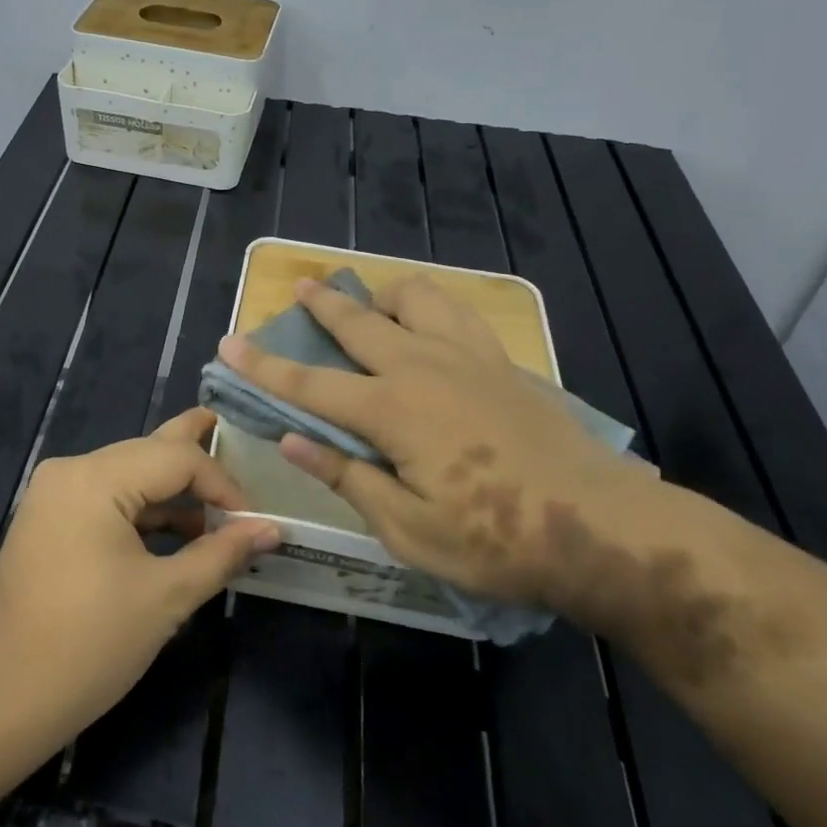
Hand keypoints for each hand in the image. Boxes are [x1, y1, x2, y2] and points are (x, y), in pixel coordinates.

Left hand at [0, 408, 277, 745]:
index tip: (252, 523)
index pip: (176, 457)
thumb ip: (221, 553)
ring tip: (217, 510)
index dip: (222, 483)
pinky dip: (144, 510)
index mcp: (95, 478)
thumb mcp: (166, 597)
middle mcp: (71, 469)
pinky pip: (107, 497)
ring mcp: (55, 492)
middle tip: (241, 451)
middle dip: (198, 466)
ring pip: (129, 473)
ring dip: (172, 491)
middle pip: (149, 452)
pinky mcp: (49, 517)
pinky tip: (177, 530)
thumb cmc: (89, 645)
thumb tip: (271, 529)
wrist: (0, 698)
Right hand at [217, 277, 660, 624]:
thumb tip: (291, 440)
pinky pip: (458, 312)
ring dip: (384, 295)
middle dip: (322, 304)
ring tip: (373, 307)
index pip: (310, 384)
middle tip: (300, 288)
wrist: (597, 525)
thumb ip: (347, 477)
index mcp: (391, 411)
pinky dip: (431, 307)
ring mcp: (467, 356)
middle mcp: (422, 367)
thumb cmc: (494, 539)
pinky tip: (431, 325)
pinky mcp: (502, 360)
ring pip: (415, 297)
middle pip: (358, 322)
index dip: (263, 366)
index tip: (229, 343)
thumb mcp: (408, 528)